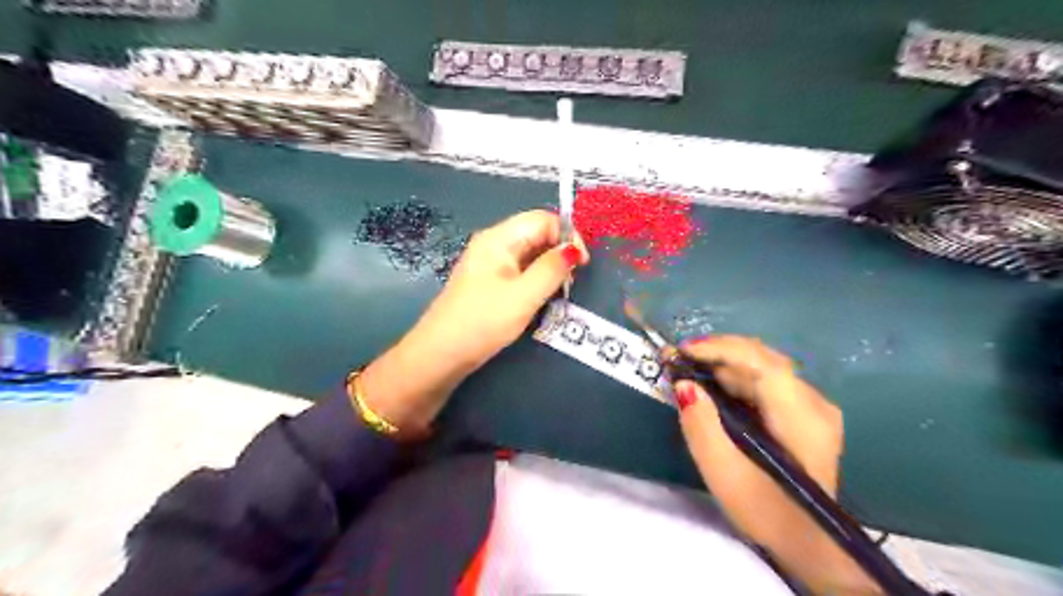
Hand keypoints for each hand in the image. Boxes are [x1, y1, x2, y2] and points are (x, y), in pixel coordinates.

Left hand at [362, 210, 585, 432]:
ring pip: (530, 255)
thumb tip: (574, 249)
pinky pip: (521, 272)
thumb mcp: (524, 296)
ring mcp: (490, 264)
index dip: (567, 236)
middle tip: (570, 283)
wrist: (441, 354)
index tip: (581, 264)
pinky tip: (540, 300)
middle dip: (559, 253)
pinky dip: (536, 281)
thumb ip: (552, 269)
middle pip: (536, 235)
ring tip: (558, 294)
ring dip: (549, 270)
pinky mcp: (490, 283)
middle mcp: (494, 244)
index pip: (543, 219)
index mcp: (499, 238)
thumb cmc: (483, 322)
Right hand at [675, 336, 875, 592]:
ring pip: (763, 367)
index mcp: (803, 419)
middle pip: (763, 360)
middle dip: (717, 353)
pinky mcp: (804, 412)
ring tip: (687, 369)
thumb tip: (684, 385)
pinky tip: (711, 386)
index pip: (764, 365)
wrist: (808, 543)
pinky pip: (765, 381)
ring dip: (723, 364)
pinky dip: (734, 377)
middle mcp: (815, 403)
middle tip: (677, 359)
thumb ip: (701, 427)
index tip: (682, 350)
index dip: (722, 350)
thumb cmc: (766, 512)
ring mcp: (813, 406)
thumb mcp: (724, 475)